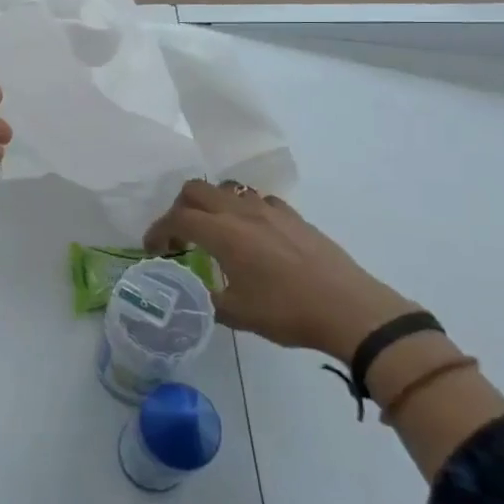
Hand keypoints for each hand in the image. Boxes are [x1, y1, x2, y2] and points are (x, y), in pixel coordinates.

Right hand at [143, 180, 413, 361]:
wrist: (351, 310)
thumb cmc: (288, 313)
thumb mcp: (237, 315)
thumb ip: (206, 300)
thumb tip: (192, 295)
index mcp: (223, 234)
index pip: (177, 218)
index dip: (158, 231)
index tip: (153, 249)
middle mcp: (241, 212)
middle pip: (196, 190)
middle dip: (179, 208)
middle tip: (180, 236)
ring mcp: (270, 210)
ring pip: (227, 188)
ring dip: (211, 204)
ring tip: (214, 231)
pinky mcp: (294, 216)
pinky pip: (258, 199)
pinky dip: (243, 209)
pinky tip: (252, 234)